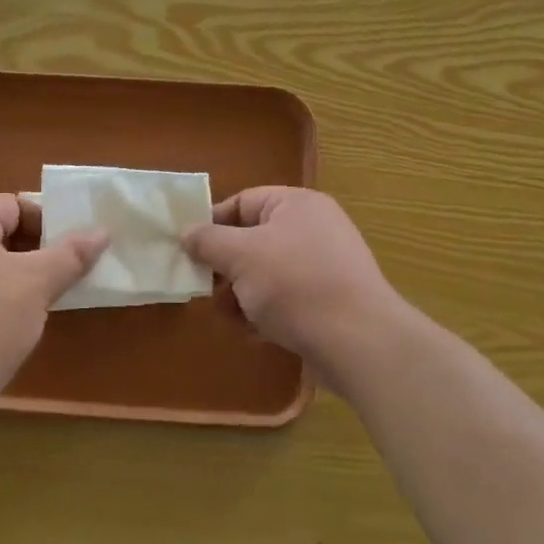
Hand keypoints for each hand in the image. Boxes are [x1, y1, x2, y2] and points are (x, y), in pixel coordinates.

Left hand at [0, 194, 106, 409]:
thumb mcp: (37, 286)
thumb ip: (71, 254)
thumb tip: (102, 231)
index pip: (11, 204)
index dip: (46, 221)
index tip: (70, 249)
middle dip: (31, 250)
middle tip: (60, 274)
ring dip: (11, 275)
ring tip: (37, 301)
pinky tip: (3, 325)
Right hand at [183, 187, 403, 381]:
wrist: (357, 341)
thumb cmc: (294, 284)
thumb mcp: (241, 256)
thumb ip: (208, 241)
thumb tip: (186, 231)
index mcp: (296, 205)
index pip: (243, 202)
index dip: (212, 224)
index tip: (188, 250)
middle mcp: (313, 229)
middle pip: (253, 240)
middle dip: (226, 268)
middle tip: (205, 290)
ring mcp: (324, 266)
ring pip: (266, 274)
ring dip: (242, 295)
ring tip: (231, 317)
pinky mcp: (328, 301)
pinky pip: (286, 299)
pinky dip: (266, 312)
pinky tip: (255, 333)